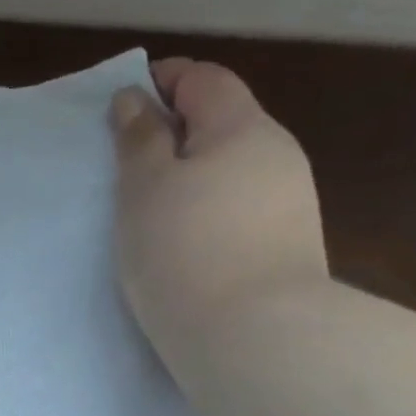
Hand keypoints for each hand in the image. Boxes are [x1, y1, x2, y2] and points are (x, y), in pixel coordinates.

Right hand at [109, 57, 327, 367]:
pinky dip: (210, 213)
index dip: (164, 80)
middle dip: (178, 133)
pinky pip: (240, 212)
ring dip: (195, 178)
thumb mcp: (145, 189)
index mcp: (242, 127)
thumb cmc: (184, 250)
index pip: (204, 80)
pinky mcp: (287, 248)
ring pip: (233, 172)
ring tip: (154, 212)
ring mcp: (289, 204)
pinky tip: (186, 245)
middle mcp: (277, 155)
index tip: (126, 99)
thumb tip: (136, 98)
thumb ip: (139, 139)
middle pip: (224, 125)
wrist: (253, 336)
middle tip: (130, 164)